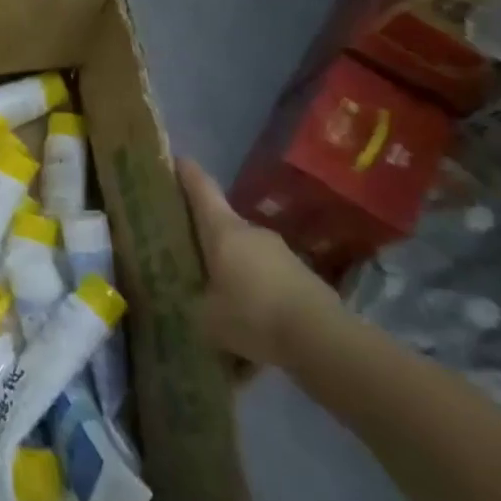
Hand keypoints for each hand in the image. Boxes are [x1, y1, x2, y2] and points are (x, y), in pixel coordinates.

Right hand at [177, 158, 341, 366]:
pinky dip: (256, 293)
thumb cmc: (252, 315)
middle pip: (223, 224)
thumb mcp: (206, 317)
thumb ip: (192, 302)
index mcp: (223, 230)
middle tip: (188, 252)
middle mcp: (252, 232)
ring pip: (246, 254)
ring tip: (219, 298)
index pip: (201, 189)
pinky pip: (268, 279)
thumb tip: (188, 298)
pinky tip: (251, 324)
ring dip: (233, 268)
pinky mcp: (303, 277)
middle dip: (206, 236)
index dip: (187, 173)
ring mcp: (282, 253)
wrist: (323, 340)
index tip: (177, 160)